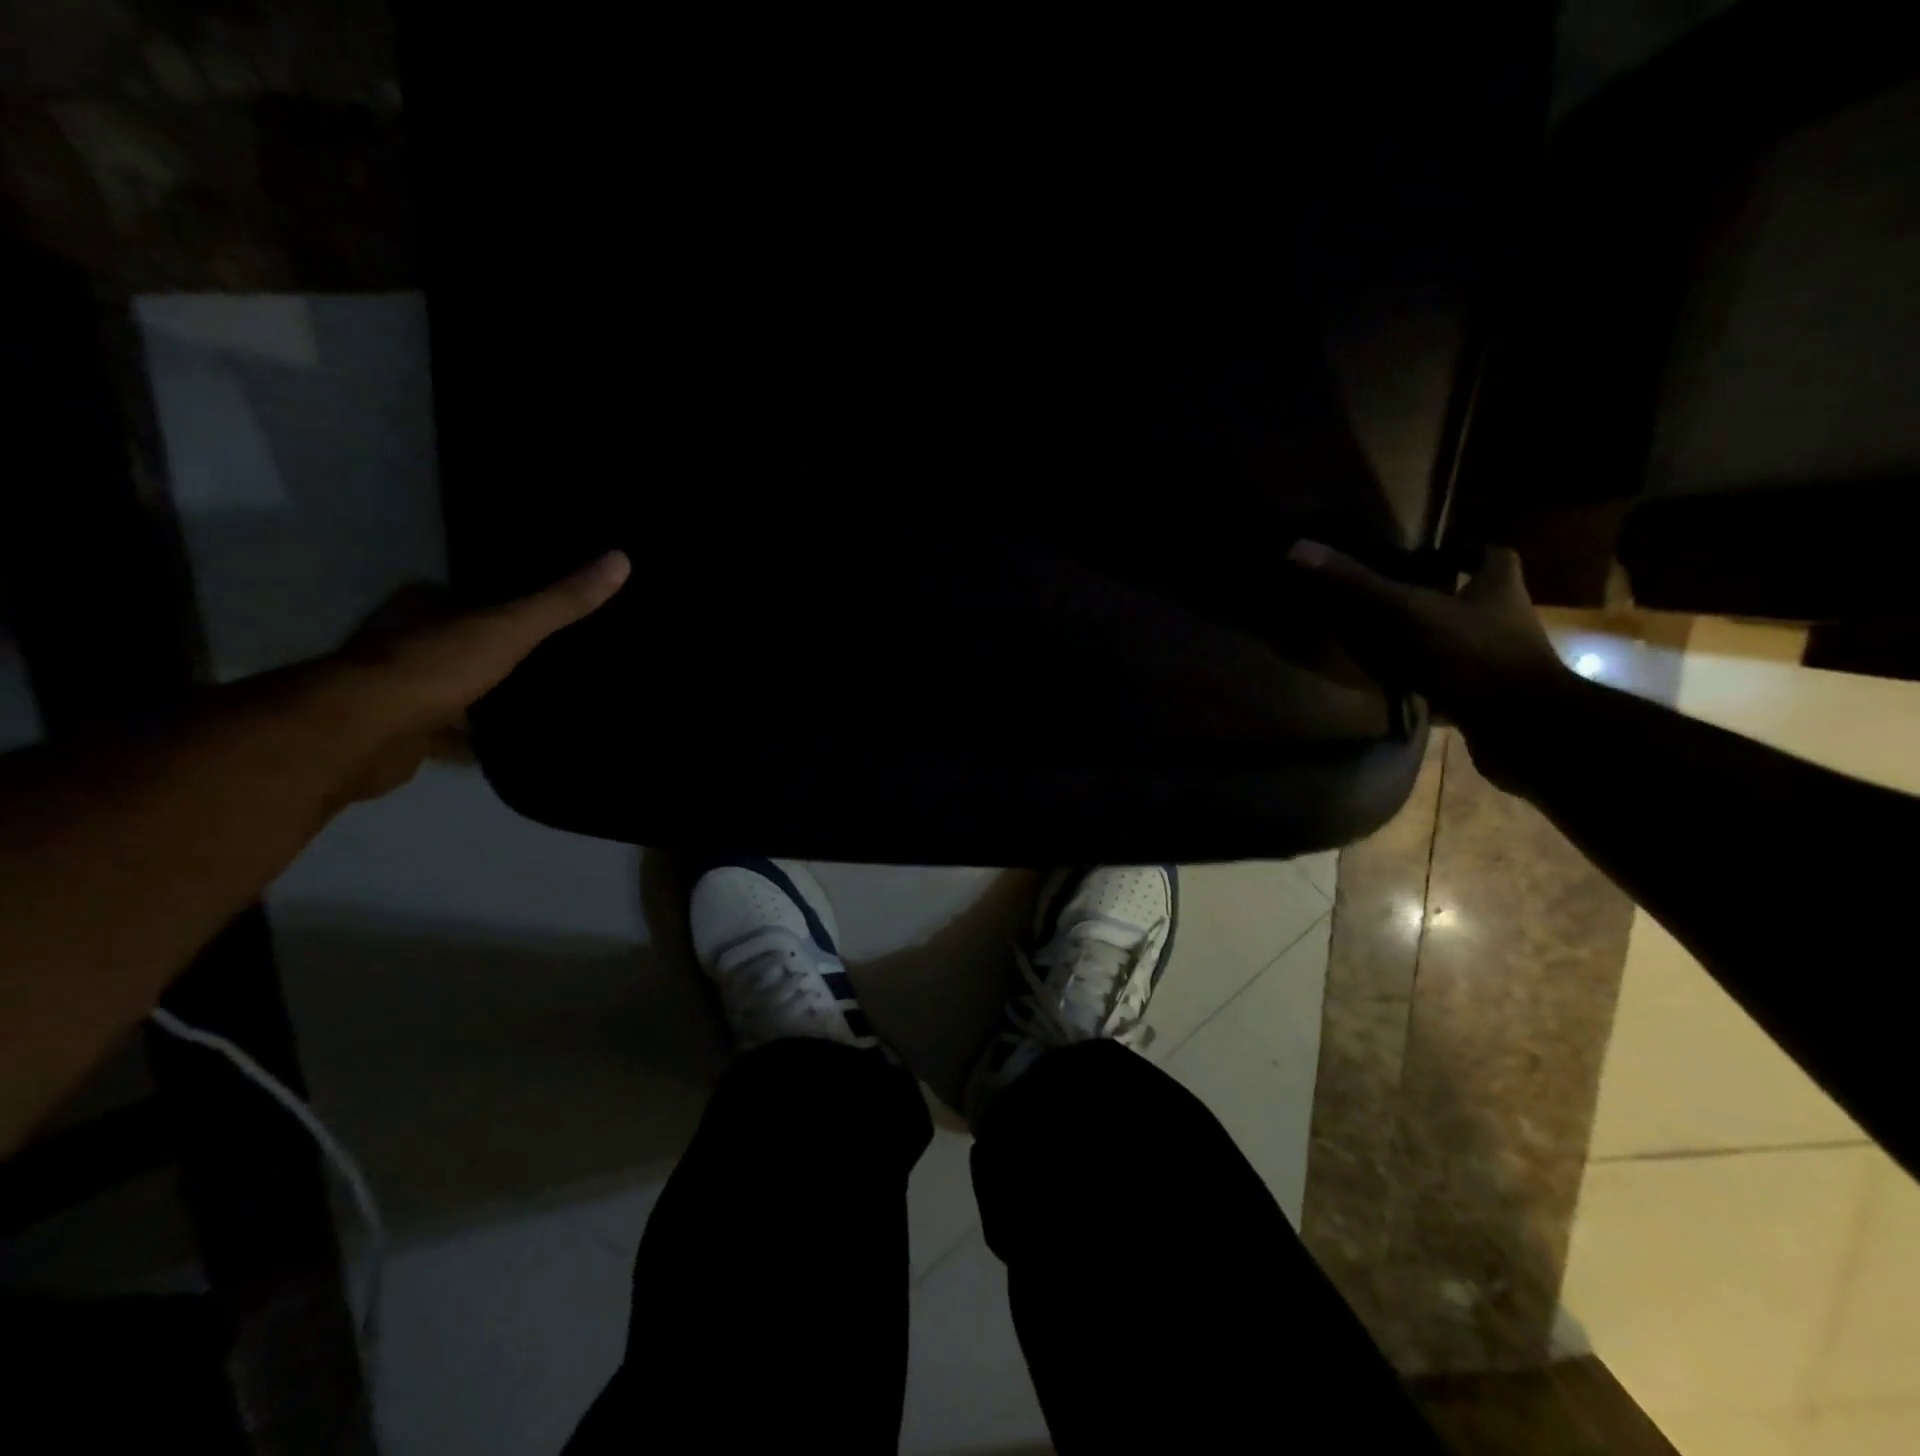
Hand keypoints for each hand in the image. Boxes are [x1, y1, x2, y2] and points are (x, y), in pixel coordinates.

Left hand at [295, 551, 631, 804]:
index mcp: (423, 607)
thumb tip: (621, 559)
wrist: (364, 734)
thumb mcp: (510, 628)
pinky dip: (475, 740)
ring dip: (486, 695)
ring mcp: (400, 688)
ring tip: (543, 699)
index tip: (547, 608)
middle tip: (555, 656)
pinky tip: (511, 745)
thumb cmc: (434, 667)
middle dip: (498, 649)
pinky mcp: (404, 732)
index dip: (504, 599)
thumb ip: (561, 602)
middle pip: (463, 641)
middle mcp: (405, 641)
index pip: (468, 594)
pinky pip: (450, 732)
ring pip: (456, 686)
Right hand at [1286, 539, 1569, 730]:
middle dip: (1438, 595)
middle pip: (1471, 597)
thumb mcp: (1405, 611)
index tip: (1431, 553)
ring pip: (1459, 640)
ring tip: (1382, 638)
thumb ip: (1355, 583)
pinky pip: (1450, 680)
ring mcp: (1497, 661)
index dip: (1463, 551)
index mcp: (1497, 587)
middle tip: (1393, 594)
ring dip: (1428, 638)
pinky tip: (1395, 685)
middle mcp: (1504, 619)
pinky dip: (1425, 679)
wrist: (1521, 727)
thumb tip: (1298, 547)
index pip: (1489, 555)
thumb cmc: (1471, 654)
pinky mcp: (1486, 697)